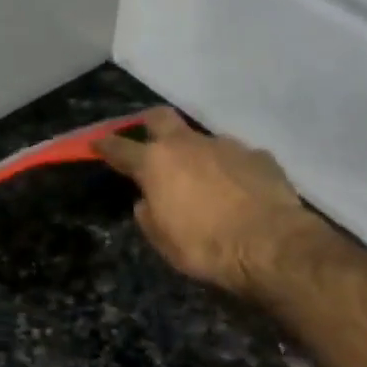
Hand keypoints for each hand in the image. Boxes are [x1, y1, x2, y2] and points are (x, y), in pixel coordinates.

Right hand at [94, 108, 316, 295]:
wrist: (269, 244)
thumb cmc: (205, 247)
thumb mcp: (163, 241)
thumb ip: (149, 215)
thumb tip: (147, 201)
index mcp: (157, 164)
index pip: (121, 148)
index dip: (106, 145)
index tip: (97, 142)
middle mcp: (189, 144)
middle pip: (161, 118)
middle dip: (150, 126)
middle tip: (149, 139)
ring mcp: (227, 145)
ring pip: (203, 140)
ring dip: (197, 155)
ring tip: (205, 182)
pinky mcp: (259, 155)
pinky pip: (236, 158)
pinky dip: (231, 170)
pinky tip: (239, 192)